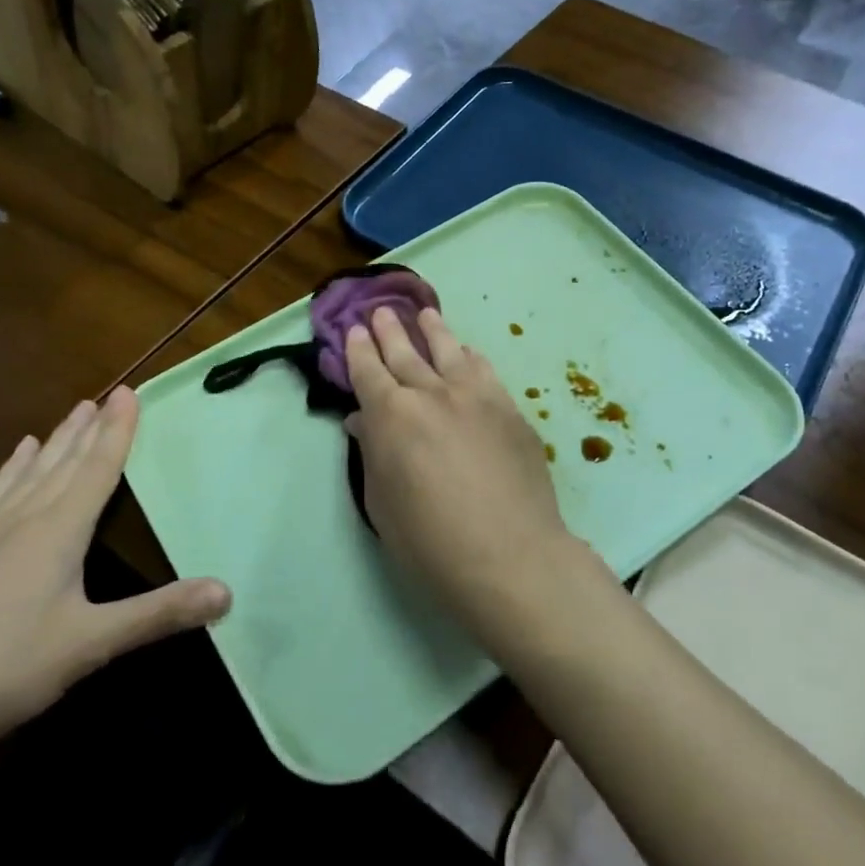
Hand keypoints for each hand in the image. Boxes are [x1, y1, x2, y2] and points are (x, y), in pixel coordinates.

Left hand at [0, 389, 229, 764]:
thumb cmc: (6, 669)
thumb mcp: (91, 644)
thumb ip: (159, 614)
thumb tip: (227, 592)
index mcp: (57, 532)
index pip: (96, 470)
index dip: (117, 432)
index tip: (128, 392)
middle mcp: (22, 522)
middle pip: (63, 464)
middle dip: (88, 429)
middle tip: (106, 395)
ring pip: (28, 475)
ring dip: (54, 443)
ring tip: (69, 415)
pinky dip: (9, 473)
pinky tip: (12, 463)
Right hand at [344, 306, 588, 638]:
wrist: (509, 555)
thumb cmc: (431, 541)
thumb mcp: (383, 504)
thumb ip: (372, 454)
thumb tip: (364, 422)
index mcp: (391, 416)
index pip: (368, 371)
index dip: (358, 349)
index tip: (354, 329)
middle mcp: (432, 393)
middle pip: (406, 353)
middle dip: (390, 330)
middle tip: (381, 311)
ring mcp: (476, 396)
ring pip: (450, 351)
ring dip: (434, 331)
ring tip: (426, 314)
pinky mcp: (510, 409)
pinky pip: (486, 370)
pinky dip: (471, 356)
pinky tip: (468, 352)